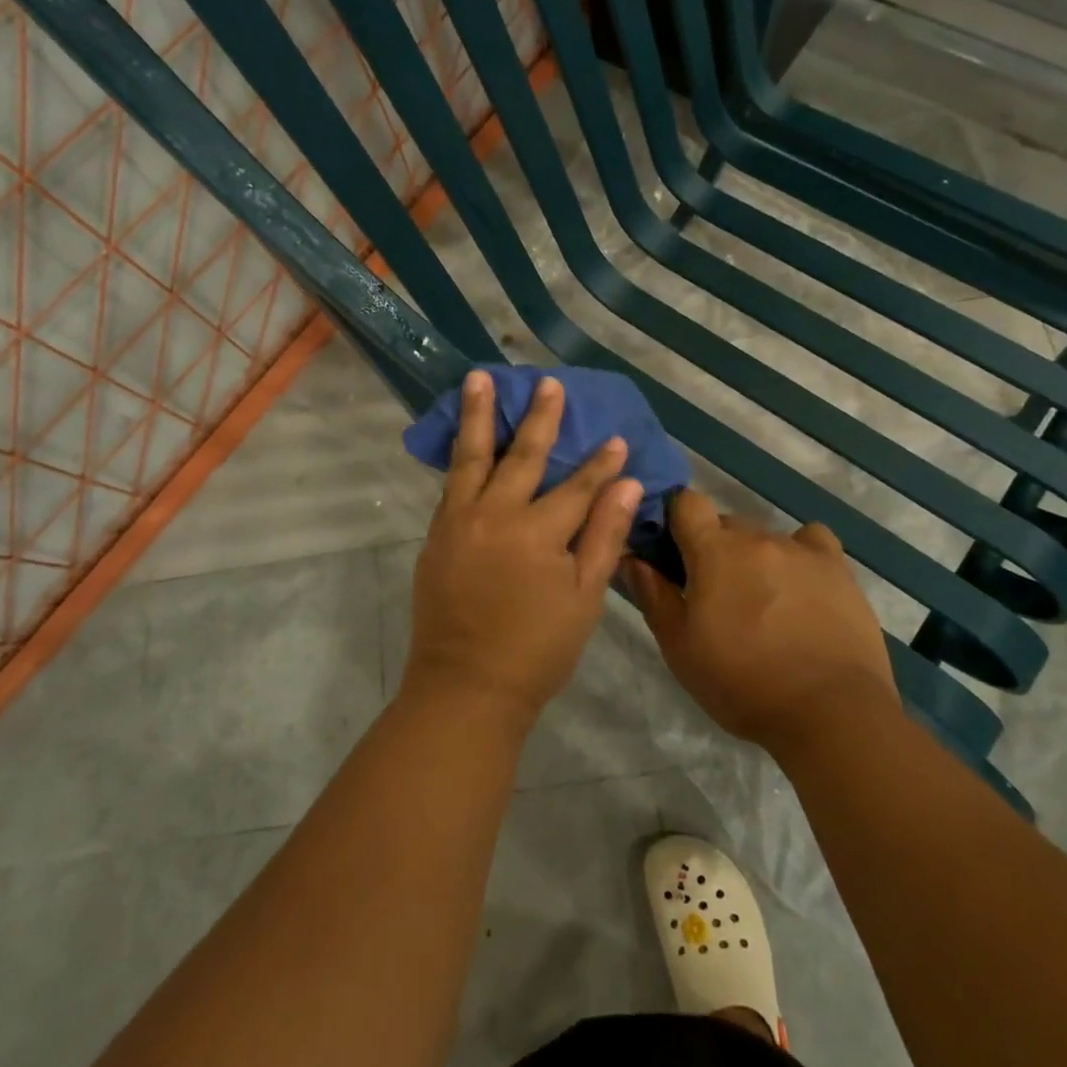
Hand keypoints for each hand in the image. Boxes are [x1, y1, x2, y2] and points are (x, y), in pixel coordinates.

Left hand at [406, 371, 641, 724]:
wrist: (465, 687)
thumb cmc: (536, 650)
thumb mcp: (583, 598)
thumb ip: (603, 536)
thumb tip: (629, 484)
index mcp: (538, 533)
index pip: (579, 486)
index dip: (601, 463)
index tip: (616, 437)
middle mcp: (496, 515)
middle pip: (523, 455)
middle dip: (540, 418)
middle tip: (547, 383)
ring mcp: (460, 521)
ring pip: (473, 456)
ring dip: (478, 415)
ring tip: (478, 379)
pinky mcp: (437, 533)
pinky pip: (451, 482)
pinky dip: (459, 454)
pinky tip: (463, 435)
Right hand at [622, 489, 895, 754]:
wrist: (830, 711)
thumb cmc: (743, 682)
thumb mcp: (680, 648)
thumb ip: (653, 595)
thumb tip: (632, 557)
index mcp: (713, 550)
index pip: (686, 502)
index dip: (676, 520)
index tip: (673, 552)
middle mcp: (756, 537)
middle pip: (726, 524)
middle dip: (715, 550)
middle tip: (716, 594)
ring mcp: (801, 550)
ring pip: (765, 538)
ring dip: (756, 559)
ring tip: (764, 604)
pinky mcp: (837, 568)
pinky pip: (812, 542)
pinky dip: (801, 556)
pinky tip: (802, 586)